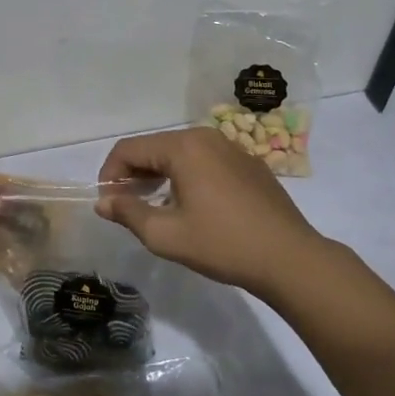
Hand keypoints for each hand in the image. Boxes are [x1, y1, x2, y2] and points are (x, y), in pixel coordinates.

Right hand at [96, 128, 337, 296]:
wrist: (291, 259)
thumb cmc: (223, 245)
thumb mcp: (166, 235)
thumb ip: (128, 213)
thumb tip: (103, 202)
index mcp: (183, 147)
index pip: (129, 149)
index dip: (109, 173)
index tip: (108, 203)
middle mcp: (205, 137)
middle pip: (154, 147)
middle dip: (133, 173)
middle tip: (127, 206)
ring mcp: (231, 147)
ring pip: (180, 153)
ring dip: (159, 174)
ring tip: (154, 205)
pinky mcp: (249, 163)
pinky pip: (205, 160)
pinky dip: (187, 176)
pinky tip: (192, 206)